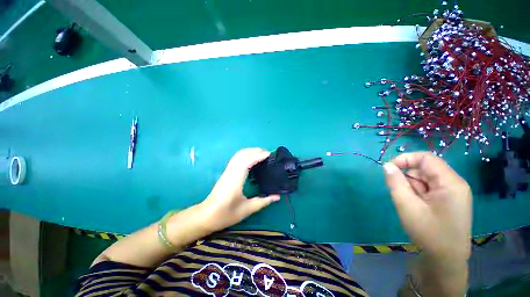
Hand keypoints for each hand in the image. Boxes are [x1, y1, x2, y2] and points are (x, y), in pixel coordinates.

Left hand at [200, 148, 279, 231]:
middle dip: (256, 150)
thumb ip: (264, 201)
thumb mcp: (247, 209)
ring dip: (251, 151)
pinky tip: (251, 159)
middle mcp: (231, 171)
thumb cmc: (226, 214)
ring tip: (262, 154)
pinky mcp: (226, 172)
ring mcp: (227, 171)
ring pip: (238, 154)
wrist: (207, 216)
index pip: (248, 160)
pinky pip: (236, 158)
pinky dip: (245, 154)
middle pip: (243, 154)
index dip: (259, 155)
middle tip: (269, 154)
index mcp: (236, 179)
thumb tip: (278, 197)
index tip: (270, 155)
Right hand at [383, 152, 471, 261]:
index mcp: (450, 182)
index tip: (389, 169)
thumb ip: (396, 183)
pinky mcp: (450, 199)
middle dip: (409, 177)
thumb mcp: (407, 206)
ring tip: (412, 204)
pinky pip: (430, 187)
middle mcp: (455, 183)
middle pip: (426, 168)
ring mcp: (454, 192)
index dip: (405, 159)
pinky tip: (418, 206)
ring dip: (413, 186)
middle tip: (402, 195)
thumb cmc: (428, 233)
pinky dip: (419, 192)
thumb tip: (387, 166)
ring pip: (426, 178)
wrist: (446, 259)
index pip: (426, 158)